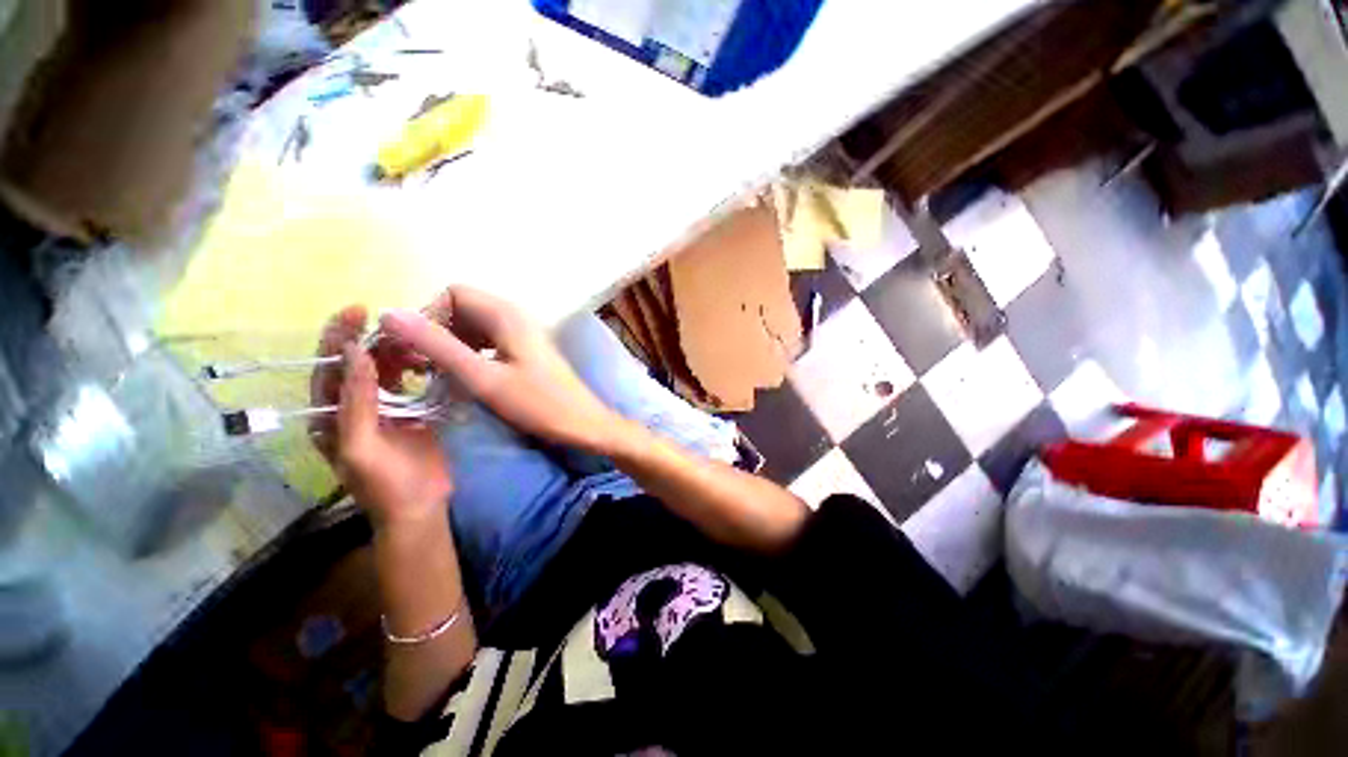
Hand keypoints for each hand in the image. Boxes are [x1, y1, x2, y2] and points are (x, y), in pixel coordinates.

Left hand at [310, 306, 452, 527]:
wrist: (420, 506)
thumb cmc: (385, 485)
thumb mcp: (361, 448)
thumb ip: (356, 403)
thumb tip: (355, 354)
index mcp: (330, 417)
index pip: (327, 369)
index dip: (337, 338)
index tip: (356, 310)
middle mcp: (352, 408)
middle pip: (355, 364)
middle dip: (371, 339)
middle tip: (397, 322)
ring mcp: (383, 410)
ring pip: (384, 371)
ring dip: (396, 352)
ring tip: (415, 340)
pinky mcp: (410, 413)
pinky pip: (408, 384)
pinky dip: (415, 369)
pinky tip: (426, 360)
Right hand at [379, 286, 623, 453]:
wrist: (583, 423)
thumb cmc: (538, 403)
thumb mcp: (483, 378)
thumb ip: (438, 346)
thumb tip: (389, 314)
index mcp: (506, 314)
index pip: (452, 294)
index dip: (429, 316)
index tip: (417, 350)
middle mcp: (516, 315)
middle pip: (463, 308)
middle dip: (438, 331)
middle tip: (423, 366)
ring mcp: (524, 333)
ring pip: (475, 326)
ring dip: (453, 344)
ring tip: (440, 374)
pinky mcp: (528, 350)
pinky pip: (490, 341)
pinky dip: (472, 352)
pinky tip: (467, 376)